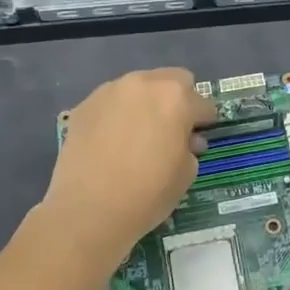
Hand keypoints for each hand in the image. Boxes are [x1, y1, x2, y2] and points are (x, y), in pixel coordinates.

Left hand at [44, 68, 215, 261]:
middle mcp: (143, 84)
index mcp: (176, 98)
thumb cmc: (148, 193)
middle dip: (177, 100)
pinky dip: (117, 115)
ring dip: (145, 104)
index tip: (200, 137)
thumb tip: (186, 140)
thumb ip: (190, 148)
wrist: (88, 209)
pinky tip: (112, 142)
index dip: (205, 122)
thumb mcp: (186, 174)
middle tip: (172, 129)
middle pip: (171, 80)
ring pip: (138, 88)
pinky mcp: (84, 106)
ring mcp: (109, 91)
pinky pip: (111, 103)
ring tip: (139, 135)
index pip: (202, 103)